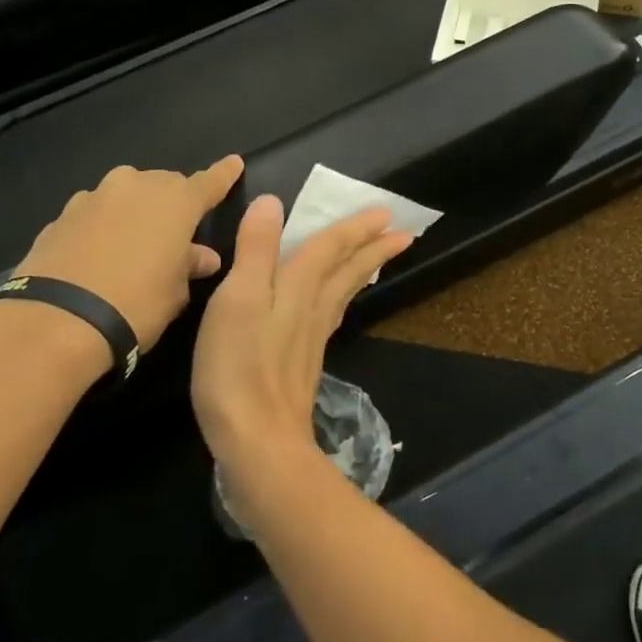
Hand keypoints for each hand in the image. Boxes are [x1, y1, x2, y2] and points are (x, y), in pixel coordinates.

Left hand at [13, 156, 243, 350]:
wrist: (55, 321)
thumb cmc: (136, 304)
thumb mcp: (176, 292)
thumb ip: (190, 265)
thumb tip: (202, 256)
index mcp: (176, 201)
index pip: (209, 181)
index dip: (224, 174)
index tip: (234, 163)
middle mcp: (136, 186)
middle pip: (164, 185)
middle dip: (173, 203)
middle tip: (176, 233)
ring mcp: (94, 197)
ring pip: (126, 195)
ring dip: (135, 212)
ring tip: (133, 244)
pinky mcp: (60, 216)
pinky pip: (94, 215)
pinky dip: (102, 227)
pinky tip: (98, 255)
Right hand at [191, 196, 413, 493]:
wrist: (259, 439)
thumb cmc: (241, 365)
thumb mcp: (239, 298)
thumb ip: (256, 250)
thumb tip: (273, 202)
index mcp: (299, 287)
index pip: (330, 247)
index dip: (353, 227)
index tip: (385, 212)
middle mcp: (313, 307)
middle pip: (348, 269)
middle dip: (372, 247)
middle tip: (402, 232)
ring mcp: (312, 337)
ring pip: (344, 292)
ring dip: (364, 269)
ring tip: (380, 257)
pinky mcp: (306, 362)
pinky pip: (333, 315)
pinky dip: (342, 298)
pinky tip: (335, 306)